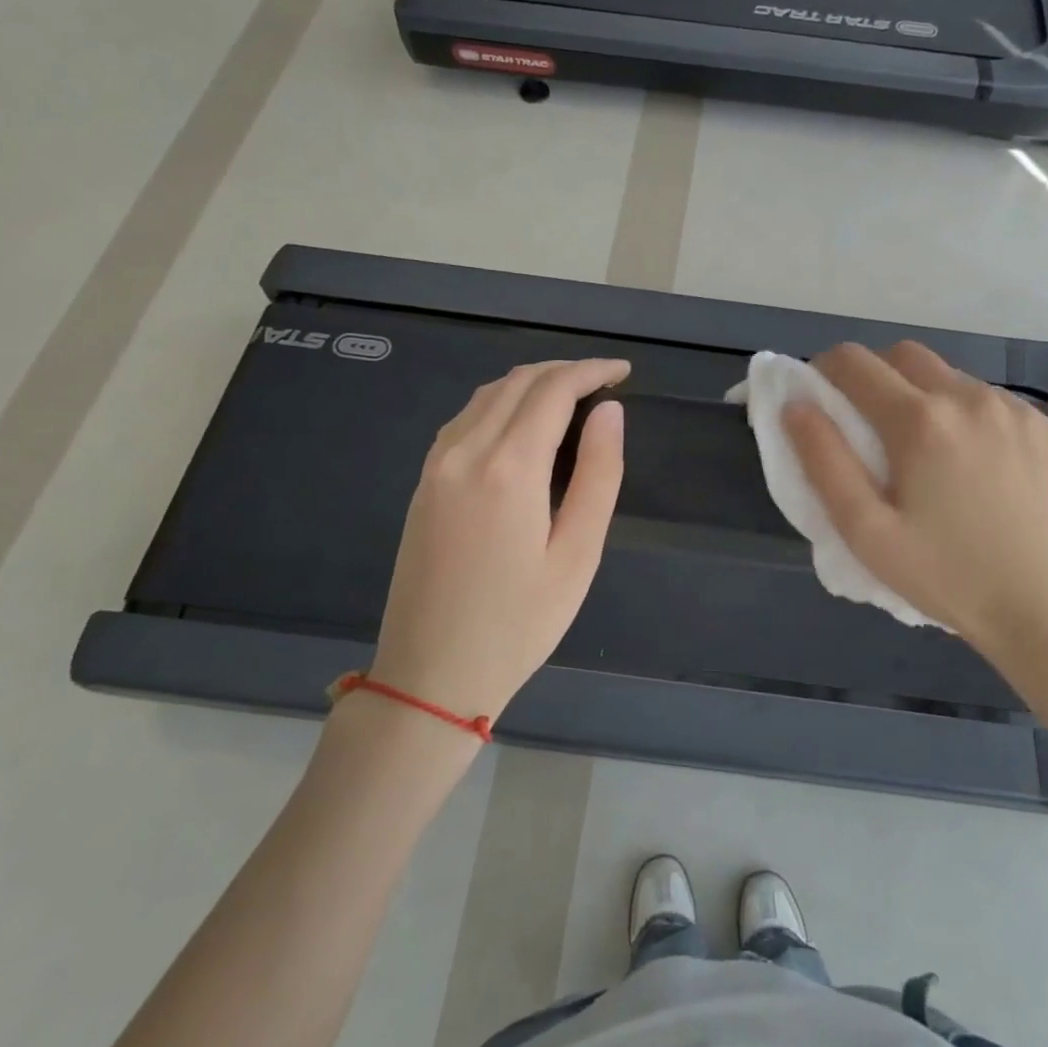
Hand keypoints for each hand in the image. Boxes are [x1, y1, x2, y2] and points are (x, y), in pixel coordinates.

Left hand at [372, 358, 628, 721]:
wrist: (431, 675)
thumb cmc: (519, 624)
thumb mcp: (578, 555)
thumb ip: (599, 476)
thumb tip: (610, 412)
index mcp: (508, 468)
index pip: (553, 390)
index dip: (592, 371)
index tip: (625, 372)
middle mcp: (465, 452)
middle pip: (517, 382)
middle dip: (565, 371)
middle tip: (605, 383)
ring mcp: (436, 466)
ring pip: (486, 395)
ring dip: (531, 383)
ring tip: (572, 397)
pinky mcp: (423, 483)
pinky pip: (464, 419)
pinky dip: (500, 404)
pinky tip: (522, 424)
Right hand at [784, 341, 1047, 672]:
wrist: (1046, 610)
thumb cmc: (944, 577)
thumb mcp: (866, 531)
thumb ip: (824, 461)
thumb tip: (795, 405)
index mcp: (920, 420)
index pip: (854, 362)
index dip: (825, 370)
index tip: (820, 398)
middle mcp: (970, 398)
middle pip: (905, 355)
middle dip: (875, 374)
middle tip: (869, 424)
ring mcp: (1016, 410)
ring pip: (952, 377)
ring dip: (925, 396)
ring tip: (928, 454)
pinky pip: (993, 402)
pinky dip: (969, 416)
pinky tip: (978, 467)